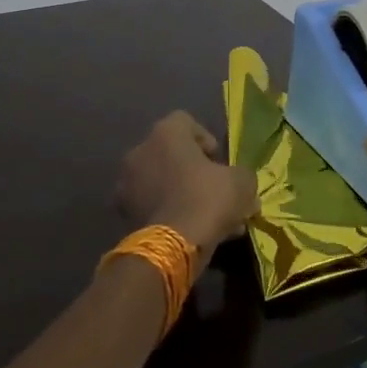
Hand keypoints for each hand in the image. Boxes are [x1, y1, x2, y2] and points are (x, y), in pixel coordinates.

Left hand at [115, 111, 258, 265]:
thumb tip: (240, 184)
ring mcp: (127, 183)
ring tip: (208, 216)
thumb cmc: (208, 198)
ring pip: (162, 181)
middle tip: (215, 190)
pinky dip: (170, 212)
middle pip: (172, 153)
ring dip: (182, 192)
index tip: (218, 161)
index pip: (185, 122)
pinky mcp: (124, 213)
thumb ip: (242, 176)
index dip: (206, 139)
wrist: (174, 245)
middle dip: (194, 170)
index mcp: (165, 133)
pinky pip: (153, 205)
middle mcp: (140, 151)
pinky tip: (192, 230)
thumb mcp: (241, 182)